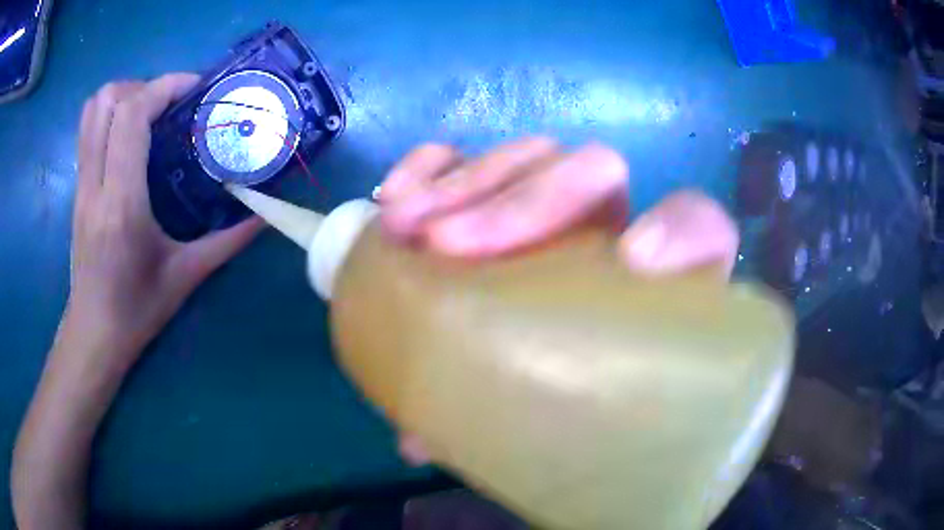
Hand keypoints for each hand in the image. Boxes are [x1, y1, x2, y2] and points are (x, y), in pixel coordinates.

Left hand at [67, 73, 262, 369]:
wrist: (93, 335)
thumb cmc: (136, 312)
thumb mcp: (185, 277)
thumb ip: (227, 241)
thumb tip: (264, 214)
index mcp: (121, 203)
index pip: (131, 115)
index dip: (164, 87)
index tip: (194, 90)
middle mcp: (95, 184)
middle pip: (107, 100)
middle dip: (143, 86)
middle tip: (170, 104)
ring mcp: (81, 185)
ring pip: (92, 111)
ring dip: (122, 96)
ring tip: (149, 113)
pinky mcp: (77, 190)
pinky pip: (88, 131)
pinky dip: (109, 116)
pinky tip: (130, 138)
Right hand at [377, 137, 738, 463]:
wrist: (550, 365)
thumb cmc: (560, 390)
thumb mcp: (549, 416)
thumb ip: (506, 426)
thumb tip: (418, 441)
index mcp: (656, 280)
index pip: (699, 229)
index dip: (677, 229)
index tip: (634, 261)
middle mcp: (612, 227)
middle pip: (593, 172)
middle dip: (519, 203)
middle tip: (444, 245)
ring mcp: (552, 197)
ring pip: (529, 157)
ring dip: (460, 183)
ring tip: (399, 226)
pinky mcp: (499, 187)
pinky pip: (471, 154)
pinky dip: (431, 165)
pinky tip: (392, 196)